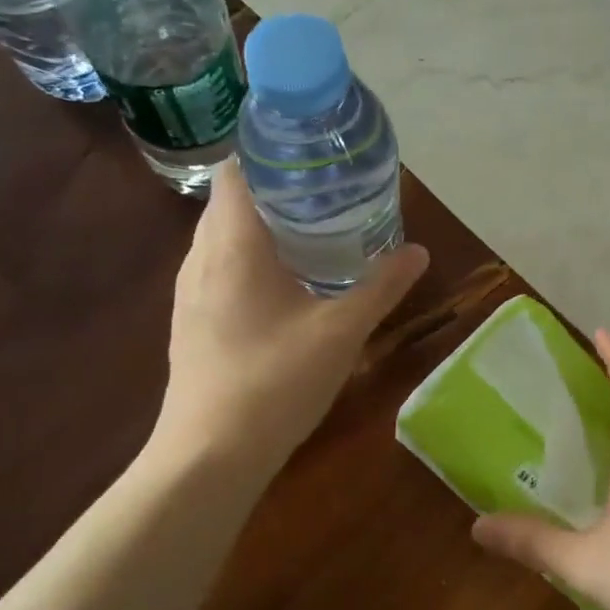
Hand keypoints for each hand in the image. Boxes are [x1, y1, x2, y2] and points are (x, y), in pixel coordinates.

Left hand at [147, 161, 428, 474]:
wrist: (210, 455)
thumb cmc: (275, 380)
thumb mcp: (342, 331)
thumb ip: (382, 287)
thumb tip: (419, 251)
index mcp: (232, 244)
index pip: (238, 170)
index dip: (270, 155)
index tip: (313, 159)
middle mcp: (200, 258)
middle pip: (232, 202)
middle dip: (276, 192)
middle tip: (327, 195)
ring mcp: (189, 293)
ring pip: (223, 239)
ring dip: (262, 229)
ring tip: (313, 234)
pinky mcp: (191, 323)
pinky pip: (219, 270)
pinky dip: (250, 262)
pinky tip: (286, 288)